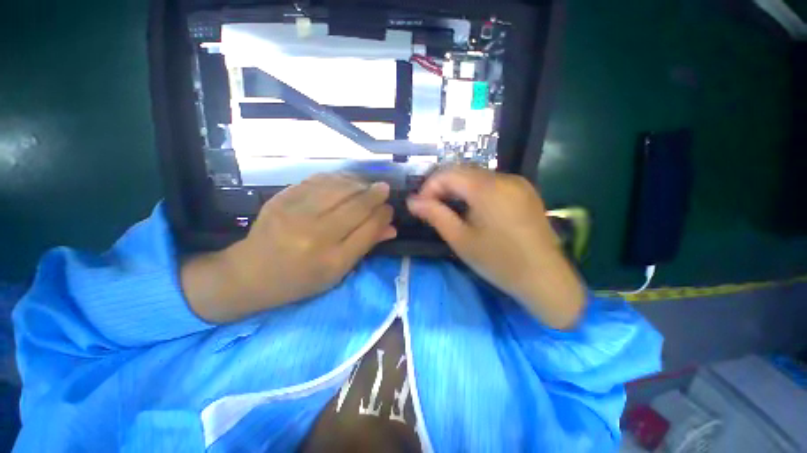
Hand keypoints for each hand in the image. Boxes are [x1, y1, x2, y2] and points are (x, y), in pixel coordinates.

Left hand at [182, 173, 395, 322]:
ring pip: (339, 188)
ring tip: (366, 185)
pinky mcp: (282, 199)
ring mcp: (296, 214)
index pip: (369, 229)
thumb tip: (391, 227)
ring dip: (359, 183)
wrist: (250, 274)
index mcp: (332, 260)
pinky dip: (337, 178)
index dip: (383, 215)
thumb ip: (365, 246)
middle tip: (383, 189)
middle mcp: (316, 236)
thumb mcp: (337, 272)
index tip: (389, 209)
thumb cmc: (300, 279)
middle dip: (376, 194)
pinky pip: (317, 181)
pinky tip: (345, 181)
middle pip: (357, 206)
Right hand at [407, 166, 584, 328]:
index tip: (420, 205)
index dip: (428, 187)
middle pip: (463, 171)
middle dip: (442, 187)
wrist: (545, 278)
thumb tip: (413, 202)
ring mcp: (518, 183)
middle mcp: (504, 177)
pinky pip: (492, 183)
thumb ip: (435, 215)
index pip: (448, 173)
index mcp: (487, 188)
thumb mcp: (460, 239)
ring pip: (477, 176)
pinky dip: (475, 191)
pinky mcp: (525, 191)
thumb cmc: (498, 261)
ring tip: (449, 209)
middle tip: (431, 208)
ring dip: (458, 189)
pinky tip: (472, 208)